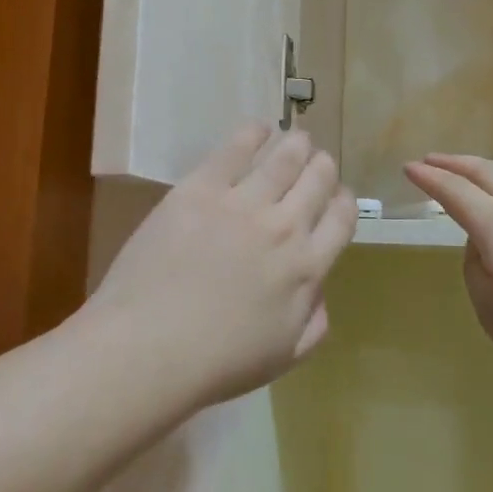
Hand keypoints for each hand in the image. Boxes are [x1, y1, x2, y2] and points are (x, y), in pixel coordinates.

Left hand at [87, 124, 357, 408]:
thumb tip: (319, 289)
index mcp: (307, 268)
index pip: (341, 218)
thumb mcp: (284, 356)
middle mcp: (284, 227)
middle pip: (318, 179)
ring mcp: (242, 203)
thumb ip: (314, 321)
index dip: (343, 202)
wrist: (149, 347)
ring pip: (284, 158)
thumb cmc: (217, 362)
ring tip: (297, 138)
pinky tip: (259, 129)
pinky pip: (235, 149)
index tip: (335, 198)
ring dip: (297, 144)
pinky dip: (254, 133)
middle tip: (316, 164)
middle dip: (322, 168)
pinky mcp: (200, 189)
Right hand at [405, 154, 492, 395]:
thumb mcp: (492, 311)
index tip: (409, 168)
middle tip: (433, 159)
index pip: (455, 193)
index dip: (429, 179)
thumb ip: (477, 271)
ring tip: (472, 172)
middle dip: (456, 163)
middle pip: (488, 173)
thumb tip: (485, 247)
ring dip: (487, 170)